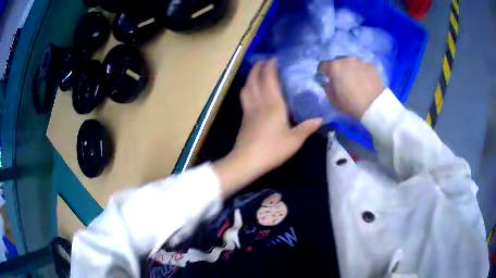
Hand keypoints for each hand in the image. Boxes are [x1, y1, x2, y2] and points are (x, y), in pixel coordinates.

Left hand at [214, 60, 321, 196]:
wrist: (247, 161)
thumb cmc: (272, 149)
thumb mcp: (294, 140)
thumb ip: (307, 128)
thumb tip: (320, 119)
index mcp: (273, 105)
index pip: (270, 80)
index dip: (270, 68)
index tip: (273, 59)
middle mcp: (259, 103)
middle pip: (255, 80)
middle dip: (258, 68)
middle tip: (263, 60)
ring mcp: (249, 110)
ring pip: (247, 87)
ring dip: (250, 76)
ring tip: (255, 71)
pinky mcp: (244, 118)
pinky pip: (244, 97)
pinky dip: (247, 88)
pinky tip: (249, 90)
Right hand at [318, 57, 382, 118]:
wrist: (374, 106)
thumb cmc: (351, 104)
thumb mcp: (333, 99)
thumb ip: (328, 87)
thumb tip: (329, 82)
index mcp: (334, 67)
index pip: (323, 65)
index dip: (323, 72)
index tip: (326, 78)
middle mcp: (346, 59)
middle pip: (338, 61)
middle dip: (338, 69)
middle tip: (342, 79)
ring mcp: (360, 61)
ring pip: (352, 62)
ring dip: (351, 68)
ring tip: (355, 79)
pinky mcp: (371, 66)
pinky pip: (363, 66)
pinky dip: (362, 71)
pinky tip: (365, 80)